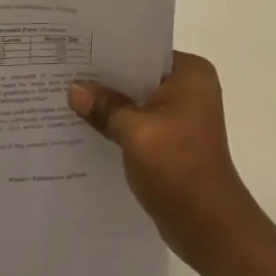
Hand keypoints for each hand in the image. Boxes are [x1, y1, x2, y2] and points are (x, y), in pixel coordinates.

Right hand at [68, 52, 261, 266]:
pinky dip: (120, 125)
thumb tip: (74, 89)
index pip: (144, 50)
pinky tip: (88, 128)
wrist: (209, 226)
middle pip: (139, 75)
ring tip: (69, 98)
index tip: (76, 50)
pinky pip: (142, 123)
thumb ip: (104, 106)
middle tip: (65, 72)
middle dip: (106, 79)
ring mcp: (184, 116)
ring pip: (138, 101)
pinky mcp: (175, 140)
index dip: (110, 50)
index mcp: (190, 72)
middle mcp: (191, 87)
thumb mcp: (135, 132)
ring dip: (111, 105)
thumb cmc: (177, 166)